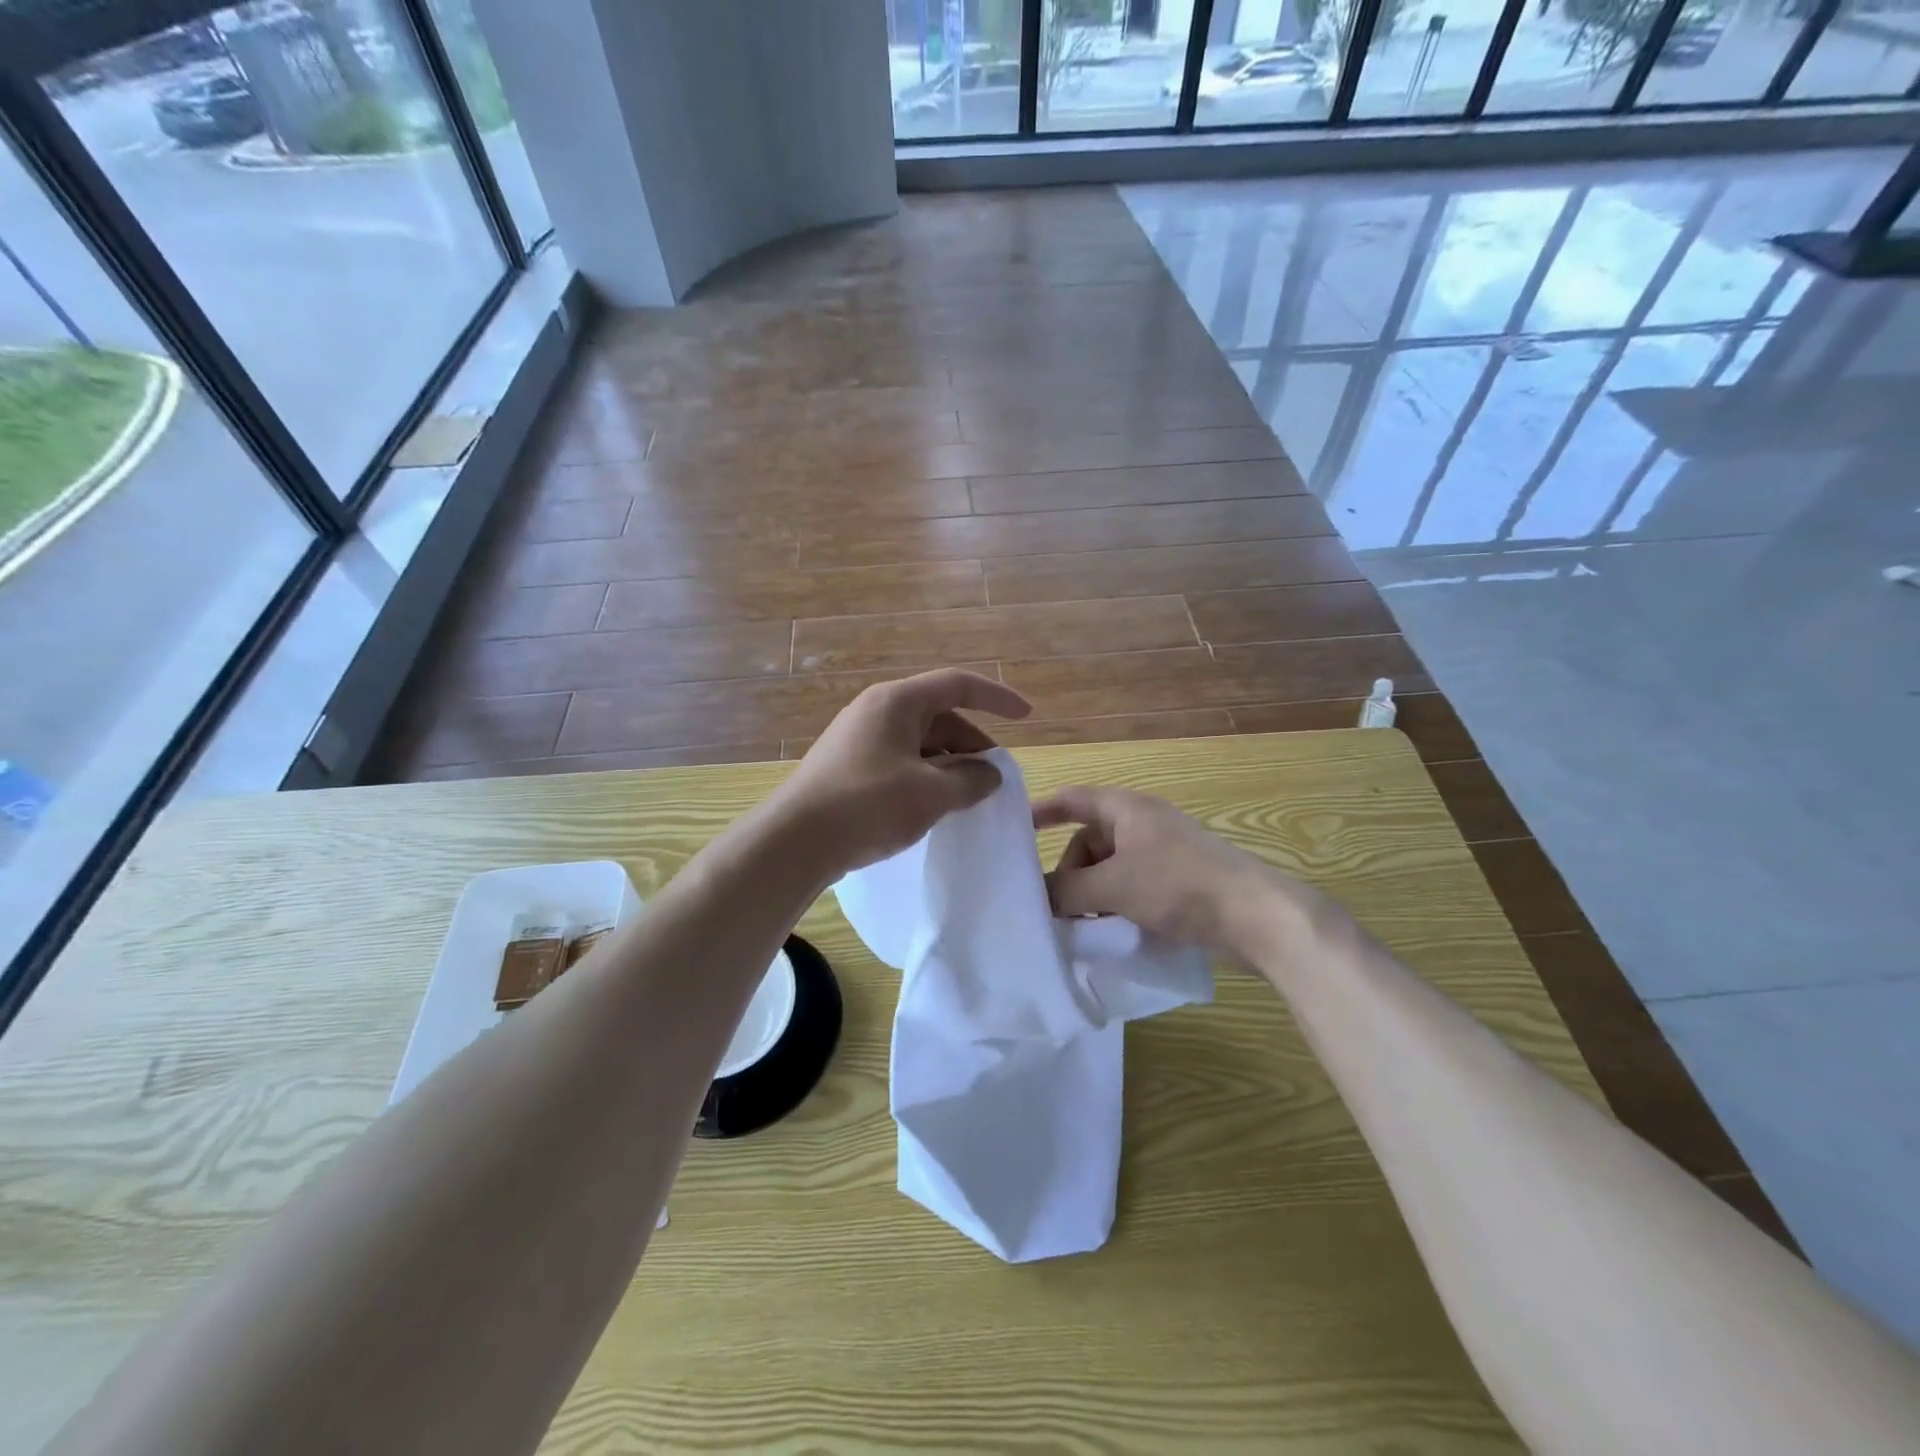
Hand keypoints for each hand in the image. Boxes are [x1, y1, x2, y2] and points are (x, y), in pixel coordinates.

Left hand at [776, 668, 1031, 875]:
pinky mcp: (848, 766)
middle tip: (994, 776)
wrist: (793, 842)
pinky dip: (925, 776)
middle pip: (939, 715)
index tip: (1027, 716)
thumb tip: (991, 774)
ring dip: (949, 764)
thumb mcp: (931, 793)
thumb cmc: (867, 805)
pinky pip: (900, 761)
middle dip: (972, 742)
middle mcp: (876, 711)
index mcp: (897, 701)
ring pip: (919, 742)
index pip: (957, 684)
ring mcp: (859, 739)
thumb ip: (971, 780)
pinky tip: (933, 806)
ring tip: (968, 796)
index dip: (996, 697)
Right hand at [1033, 785, 1316, 954]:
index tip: (1013, 830)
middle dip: (1069, 873)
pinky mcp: (1177, 883)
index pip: (1073, 800)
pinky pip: (1131, 888)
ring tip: (1083, 927)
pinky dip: (1115, 906)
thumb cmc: (1178, 885)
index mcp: (1127, 810)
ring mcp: (1162, 854)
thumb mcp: (1114, 886)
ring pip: (1109, 869)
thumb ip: (1068, 890)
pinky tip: (1111, 933)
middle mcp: (1142, 825)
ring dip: (1091, 895)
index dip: (1042, 811)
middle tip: (1057, 907)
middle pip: (1089, 842)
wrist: (1254, 916)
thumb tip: (1036, 897)